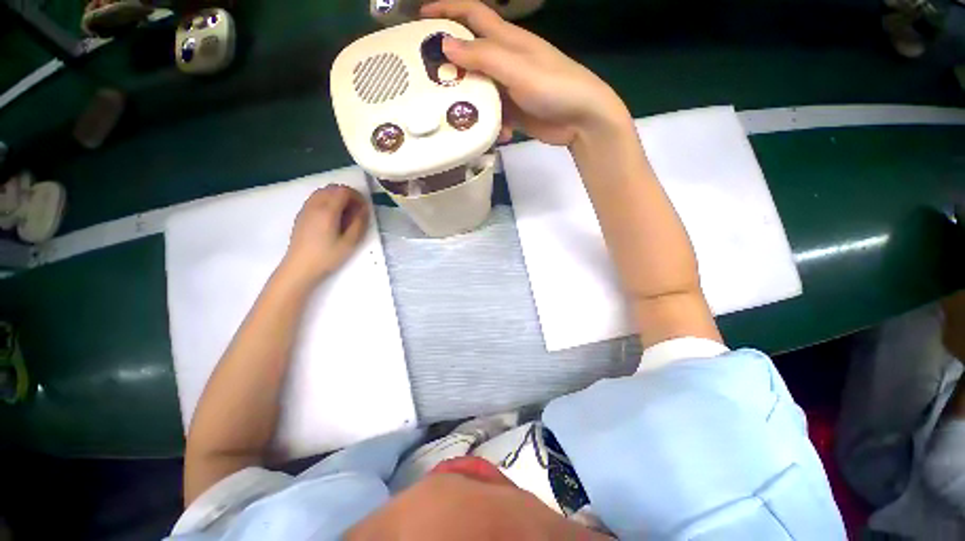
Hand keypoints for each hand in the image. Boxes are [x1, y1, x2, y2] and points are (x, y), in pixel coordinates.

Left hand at [280, 185, 368, 284]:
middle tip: (356, 211)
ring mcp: (306, 209)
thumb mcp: (350, 242)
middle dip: (348, 195)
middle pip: (333, 188)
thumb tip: (364, 209)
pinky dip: (327, 201)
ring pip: (323, 192)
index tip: (364, 209)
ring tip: (346, 213)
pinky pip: (316, 198)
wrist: (300, 267)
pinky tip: (332, 217)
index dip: (357, 196)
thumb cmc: (327, 256)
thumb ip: (359, 223)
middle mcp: (315, 205)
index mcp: (328, 210)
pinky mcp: (302, 214)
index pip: (344, 191)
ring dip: (337, 197)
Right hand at [420, 0, 631, 146]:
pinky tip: (494, 134)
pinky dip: (491, 123)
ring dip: (469, 101)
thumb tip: (446, 44)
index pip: (472, 14)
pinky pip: (493, 114)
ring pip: (479, 89)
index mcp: (507, 40)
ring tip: (453, 114)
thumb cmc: (554, 86)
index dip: (446, 10)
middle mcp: (505, 61)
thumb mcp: (517, 69)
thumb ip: (484, 57)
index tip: (420, 18)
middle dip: (449, 63)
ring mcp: (509, 88)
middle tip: (428, 78)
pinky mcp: (514, 111)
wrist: (581, 119)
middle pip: (470, 55)